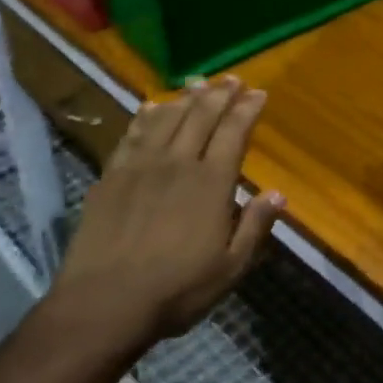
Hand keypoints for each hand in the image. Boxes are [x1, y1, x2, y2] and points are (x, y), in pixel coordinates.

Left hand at [48, 76, 282, 355]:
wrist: (104, 303)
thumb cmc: (176, 290)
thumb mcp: (229, 268)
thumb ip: (255, 227)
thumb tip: (278, 193)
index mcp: (211, 183)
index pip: (233, 132)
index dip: (247, 109)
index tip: (258, 93)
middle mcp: (177, 163)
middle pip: (201, 116)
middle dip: (220, 94)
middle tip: (231, 79)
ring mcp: (140, 166)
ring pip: (167, 119)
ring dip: (185, 98)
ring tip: (197, 83)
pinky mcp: (111, 176)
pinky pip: (132, 135)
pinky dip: (145, 117)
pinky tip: (151, 107)